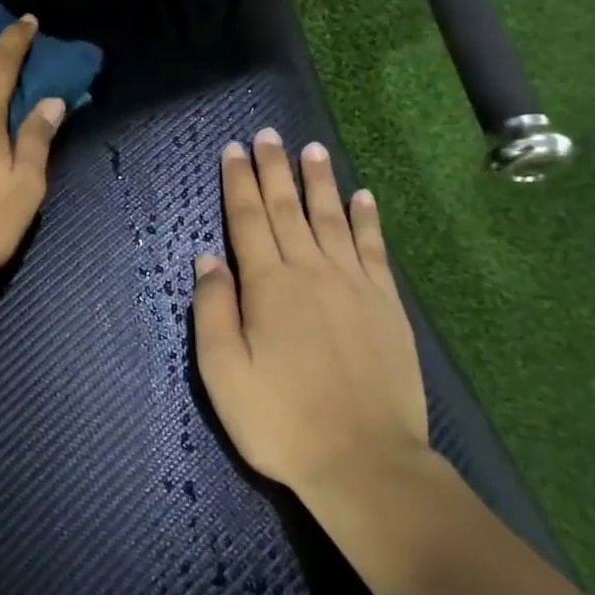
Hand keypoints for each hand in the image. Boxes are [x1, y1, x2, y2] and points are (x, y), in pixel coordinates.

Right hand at [191, 129, 429, 497]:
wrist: (364, 460)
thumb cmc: (280, 419)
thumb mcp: (222, 371)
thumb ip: (213, 309)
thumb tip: (208, 259)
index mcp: (268, 285)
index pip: (248, 219)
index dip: (239, 182)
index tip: (234, 149)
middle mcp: (311, 270)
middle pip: (288, 208)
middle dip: (274, 169)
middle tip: (268, 134)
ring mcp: (354, 284)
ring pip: (332, 218)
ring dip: (320, 182)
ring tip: (312, 150)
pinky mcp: (386, 304)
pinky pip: (374, 248)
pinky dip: (367, 219)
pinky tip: (363, 197)